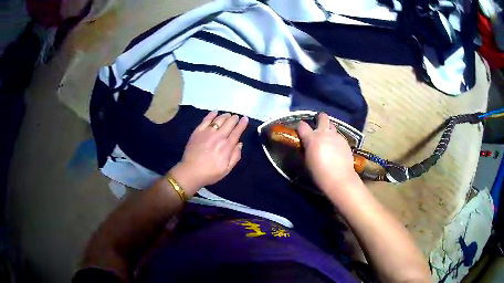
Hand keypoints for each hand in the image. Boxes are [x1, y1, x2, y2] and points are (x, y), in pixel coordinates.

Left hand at [170, 111, 247, 194]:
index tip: (245, 118)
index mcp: (227, 146)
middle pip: (229, 123)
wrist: (191, 171)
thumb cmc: (210, 173)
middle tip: (236, 117)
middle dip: (234, 118)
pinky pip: (206, 119)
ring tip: (228, 115)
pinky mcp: (198, 131)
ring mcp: (207, 132)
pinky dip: (212, 114)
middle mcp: (219, 136)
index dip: (242, 124)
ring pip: (219, 119)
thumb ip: (235, 156)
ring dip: (225, 116)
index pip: (237, 132)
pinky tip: (215, 112)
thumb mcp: (227, 169)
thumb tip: (239, 144)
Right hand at [297, 113, 357, 190]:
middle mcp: (324, 133)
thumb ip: (307, 149)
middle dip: (320, 118)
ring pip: (332, 126)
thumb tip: (307, 145)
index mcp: (311, 138)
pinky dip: (336, 140)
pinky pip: (338, 136)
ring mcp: (336, 136)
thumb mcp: (307, 161)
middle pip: (322, 117)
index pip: (302, 125)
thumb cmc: (319, 173)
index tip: (301, 131)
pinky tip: (336, 149)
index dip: (300, 127)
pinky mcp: (345, 141)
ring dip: (329, 130)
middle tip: (318, 125)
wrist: (339, 179)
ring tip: (328, 138)